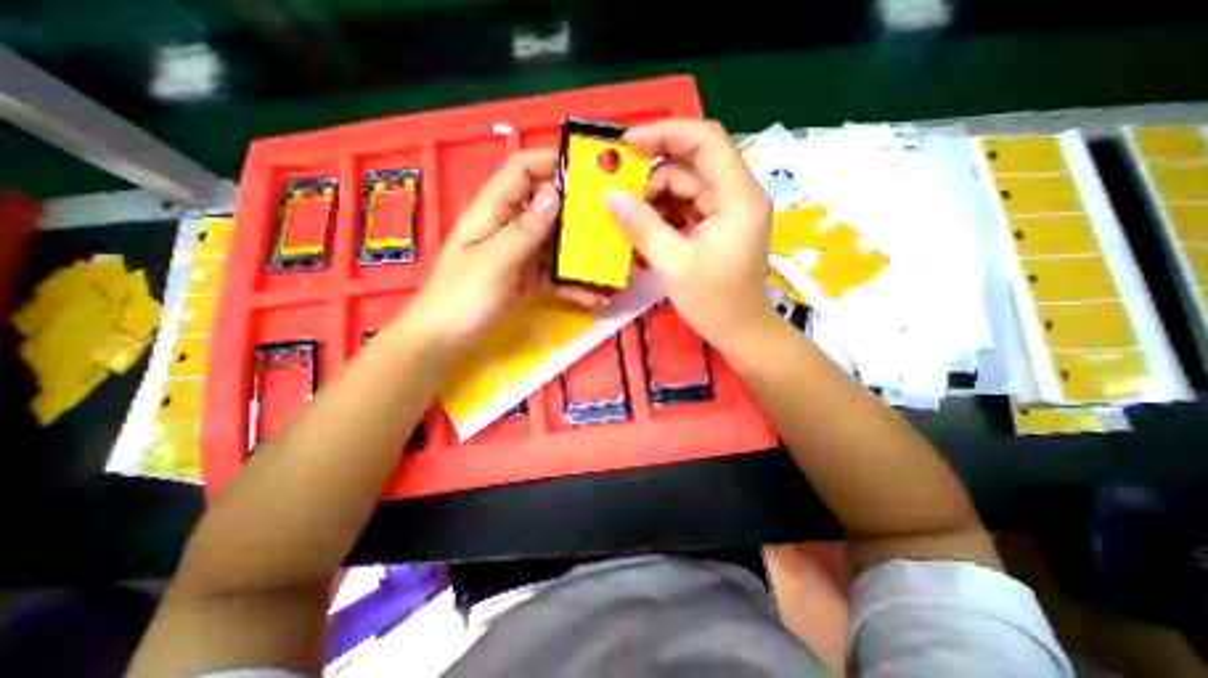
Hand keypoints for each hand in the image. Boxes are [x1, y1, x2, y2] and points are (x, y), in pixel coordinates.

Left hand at [409, 149, 602, 345]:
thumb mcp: (495, 261)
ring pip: (553, 244)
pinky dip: (571, 284)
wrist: (444, 340)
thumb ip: (525, 229)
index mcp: (492, 211)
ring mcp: (518, 254)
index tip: (587, 171)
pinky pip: (552, 274)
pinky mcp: (525, 278)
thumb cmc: (462, 297)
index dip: (550, 162)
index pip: (521, 171)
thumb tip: (555, 193)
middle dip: (576, 211)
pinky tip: (594, 298)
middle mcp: (508, 227)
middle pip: (545, 207)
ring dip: (579, 254)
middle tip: (611, 219)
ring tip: (609, 262)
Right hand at [610, 120, 778, 352]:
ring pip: (686, 187)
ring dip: (656, 198)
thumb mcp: (674, 265)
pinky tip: (645, 229)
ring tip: (630, 219)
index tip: (626, 145)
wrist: (742, 333)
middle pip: (692, 165)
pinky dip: (665, 214)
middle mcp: (737, 196)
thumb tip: (612, 197)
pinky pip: (687, 207)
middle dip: (653, 176)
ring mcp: (728, 211)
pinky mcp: (719, 226)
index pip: (705, 141)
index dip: (665, 134)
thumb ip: (642, 227)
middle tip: (620, 195)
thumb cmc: (715, 303)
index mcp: (738, 198)